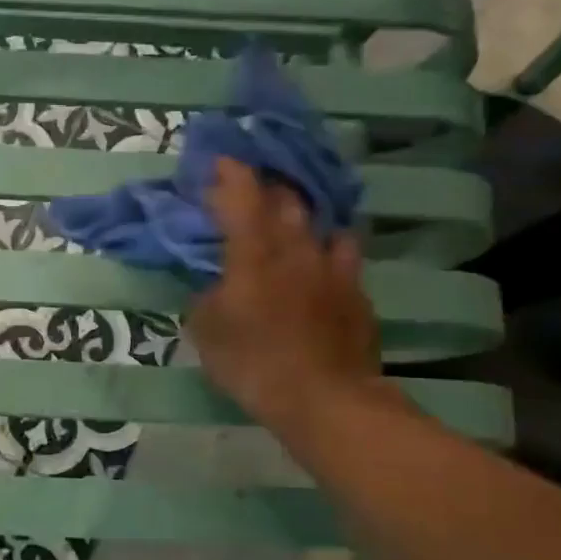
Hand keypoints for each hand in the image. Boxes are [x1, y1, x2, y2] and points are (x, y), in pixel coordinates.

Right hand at [190, 158, 397, 427]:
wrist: (324, 398)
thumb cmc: (254, 364)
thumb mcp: (207, 334)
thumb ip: (204, 298)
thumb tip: (211, 284)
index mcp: (254, 254)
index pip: (241, 195)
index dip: (229, 172)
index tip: (219, 160)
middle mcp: (296, 248)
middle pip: (285, 199)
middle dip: (265, 187)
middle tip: (250, 190)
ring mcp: (332, 267)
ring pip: (319, 222)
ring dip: (301, 214)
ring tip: (290, 220)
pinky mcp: (356, 290)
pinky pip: (343, 254)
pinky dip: (328, 248)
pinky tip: (322, 261)